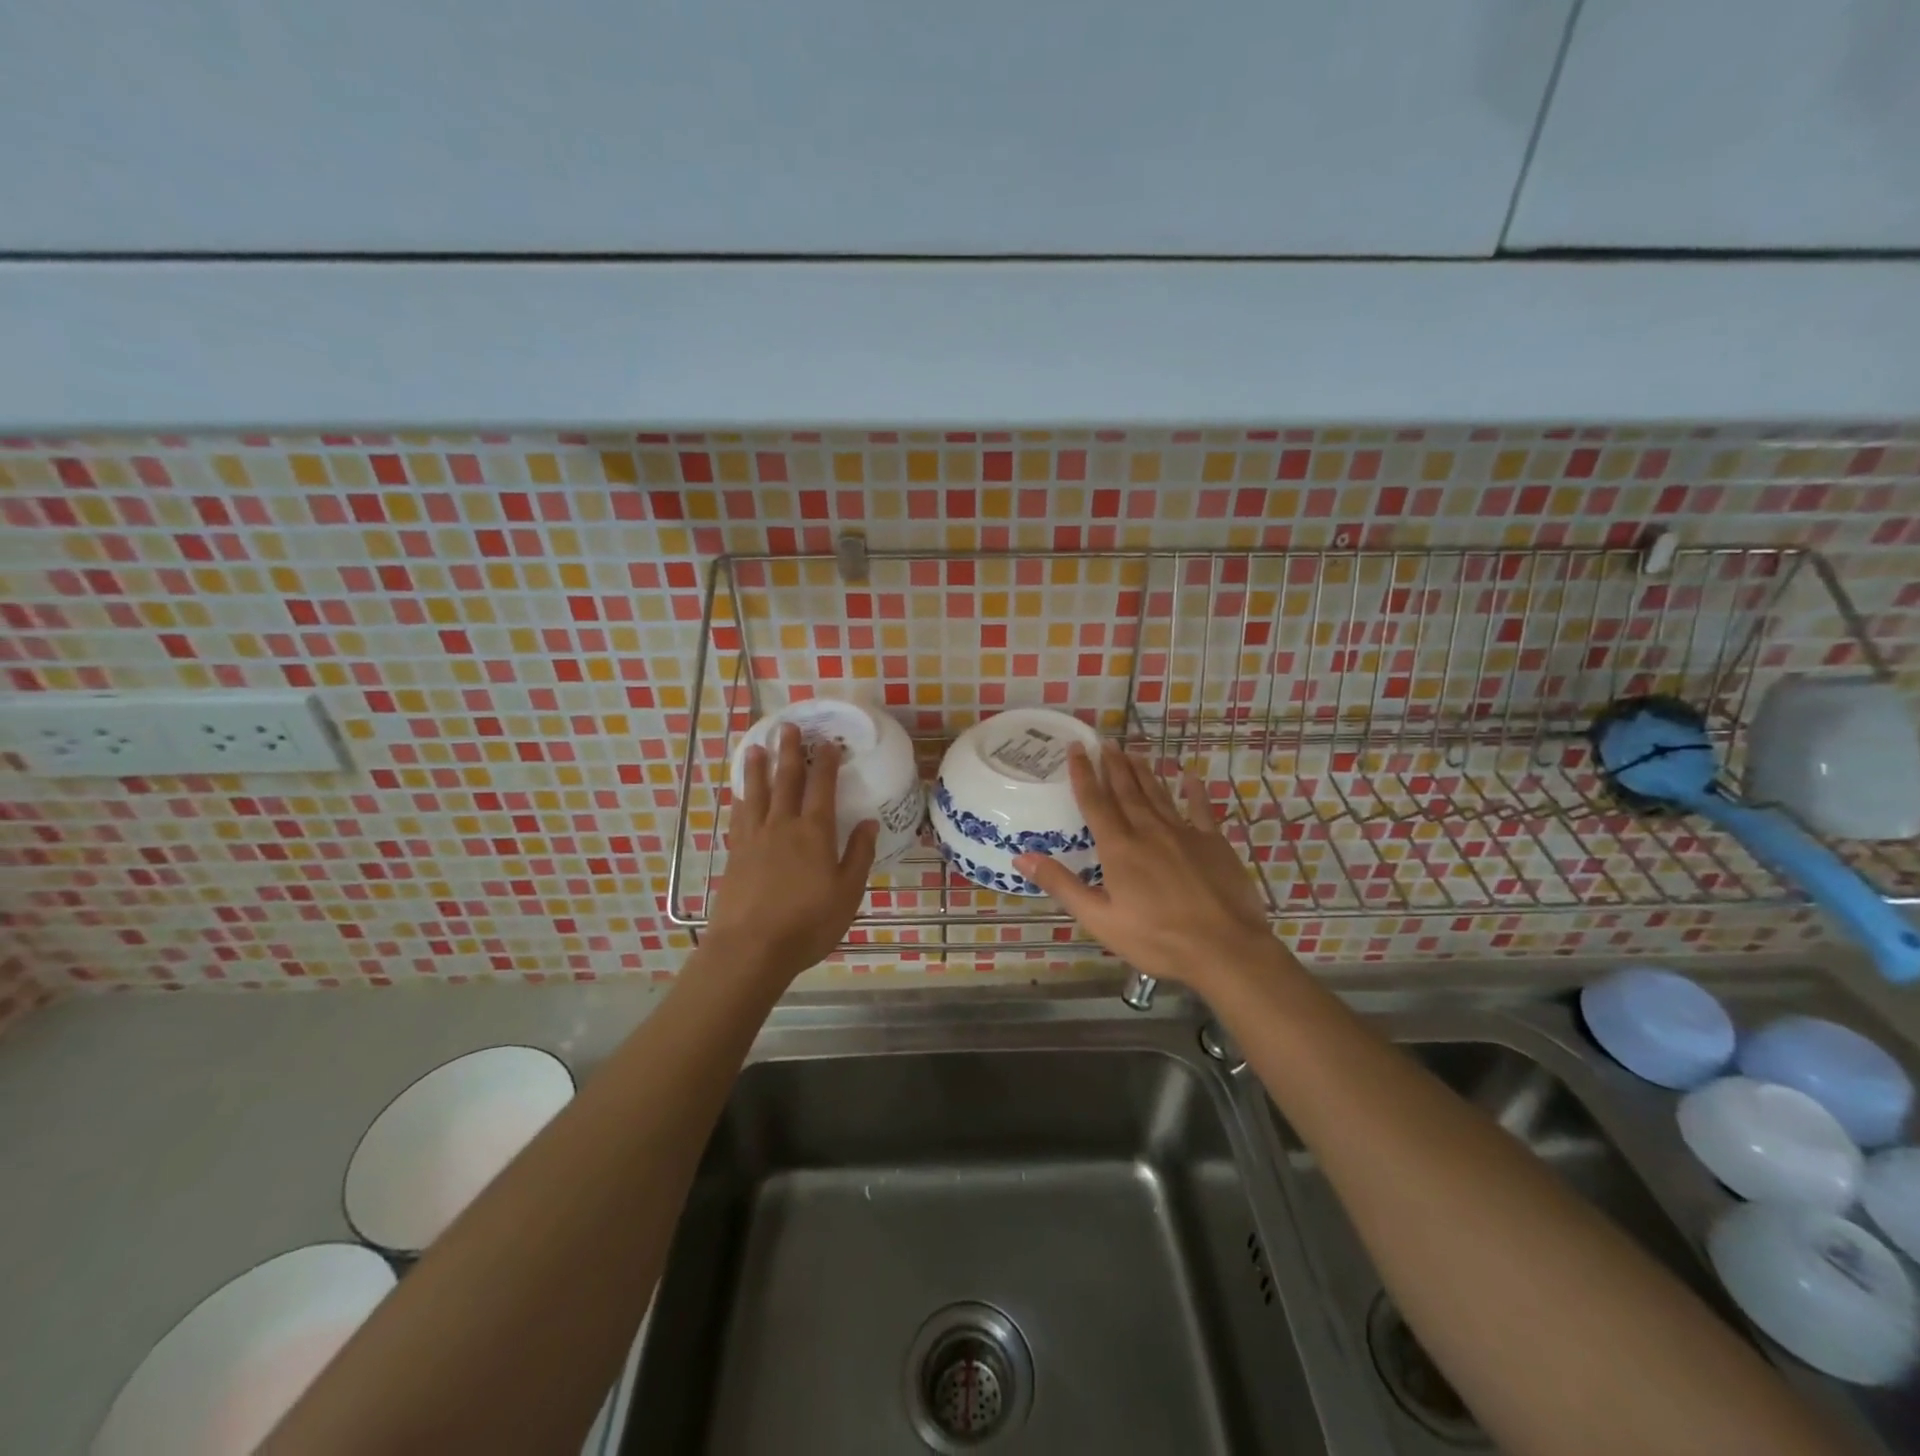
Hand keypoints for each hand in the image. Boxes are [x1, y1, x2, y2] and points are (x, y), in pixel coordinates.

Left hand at [703, 723, 877, 986]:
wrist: (751, 948)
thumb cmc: (808, 922)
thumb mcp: (848, 892)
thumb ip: (859, 854)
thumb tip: (869, 822)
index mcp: (814, 832)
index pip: (822, 787)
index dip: (825, 762)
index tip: (827, 741)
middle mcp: (782, 825)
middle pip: (786, 780)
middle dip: (789, 752)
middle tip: (787, 726)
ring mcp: (754, 838)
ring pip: (756, 793)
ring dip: (757, 768)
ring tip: (755, 747)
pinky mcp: (734, 854)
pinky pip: (738, 817)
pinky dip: (740, 800)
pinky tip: (738, 794)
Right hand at [1015, 743, 1273, 990]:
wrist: (1225, 948)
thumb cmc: (1157, 939)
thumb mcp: (1100, 919)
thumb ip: (1062, 885)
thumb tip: (1022, 855)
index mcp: (1119, 849)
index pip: (1095, 802)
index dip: (1083, 774)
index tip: (1075, 748)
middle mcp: (1148, 831)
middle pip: (1126, 791)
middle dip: (1112, 765)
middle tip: (1103, 741)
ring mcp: (1183, 833)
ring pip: (1157, 794)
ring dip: (1142, 772)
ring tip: (1131, 752)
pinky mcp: (1213, 843)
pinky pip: (1200, 809)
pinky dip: (1193, 791)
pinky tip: (1189, 776)